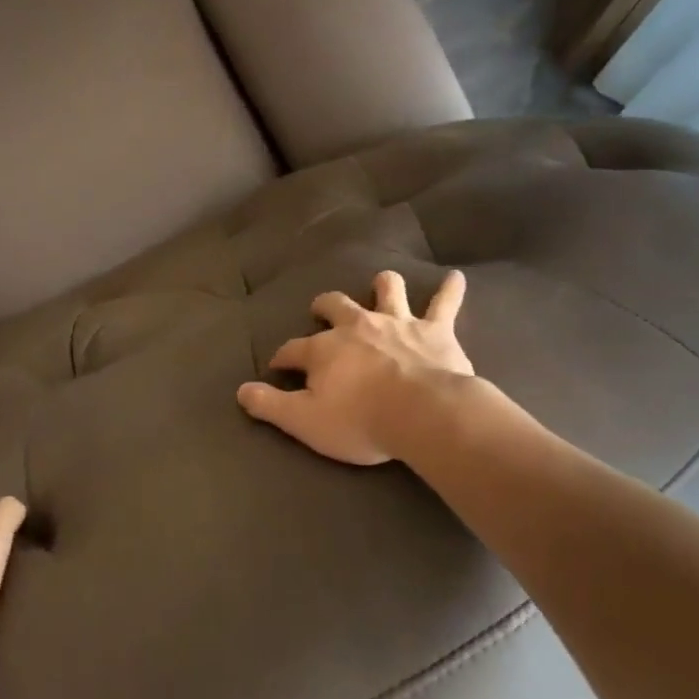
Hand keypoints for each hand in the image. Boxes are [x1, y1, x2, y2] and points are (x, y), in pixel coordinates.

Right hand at [238, 269, 472, 464]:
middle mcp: (357, 326)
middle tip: (321, 310)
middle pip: (335, 306)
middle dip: (325, 306)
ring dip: (383, 287)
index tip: (279, 366)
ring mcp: (397, 323)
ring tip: (382, 284)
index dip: (284, 358)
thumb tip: (241, 391)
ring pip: (387, 292)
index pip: (293, 349)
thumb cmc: (360, 420)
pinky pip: (444, 304)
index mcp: (324, 348)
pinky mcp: (434, 330)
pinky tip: (456, 277)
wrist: (422, 413)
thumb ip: (270, 405)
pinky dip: (449, 291)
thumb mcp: (304, 421)